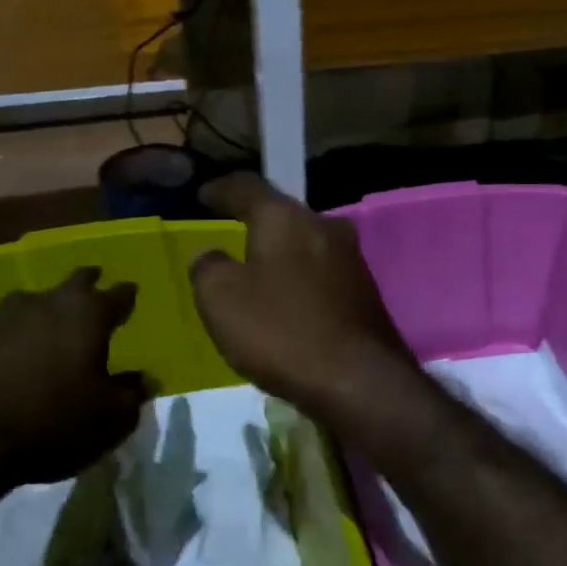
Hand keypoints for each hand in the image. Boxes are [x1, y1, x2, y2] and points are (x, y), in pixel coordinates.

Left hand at [0, 267, 148, 493]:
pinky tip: (17, 350)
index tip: (132, 293)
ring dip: (48, 308)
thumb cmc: (53, 421)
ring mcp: (3, 318)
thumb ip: (131, 393)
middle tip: (96, 285)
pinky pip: (5, 328)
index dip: (127, 296)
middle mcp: (47, 303)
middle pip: (74, 282)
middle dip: (88, 283)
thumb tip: (145, 379)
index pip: (117, 295)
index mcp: (88, 314)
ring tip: (54, 319)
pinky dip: (17, 334)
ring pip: (35, 300)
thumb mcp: (110, 417)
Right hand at [191, 173, 418, 417]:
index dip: (220, 189)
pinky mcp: (364, 290)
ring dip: (280, 254)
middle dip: (255, 222)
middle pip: (282, 214)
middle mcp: (324, 226)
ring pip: (304, 244)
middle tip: (230, 233)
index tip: (202, 195)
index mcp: (286, 217)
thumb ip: (208, 267)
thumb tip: (214, 257)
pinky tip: (288, 301)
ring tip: (256, 271)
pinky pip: (320, 274)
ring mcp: (351, 258)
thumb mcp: (220, 298)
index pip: (247, 186)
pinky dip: (299, 280)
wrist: (359, 380)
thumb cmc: (281, 331)